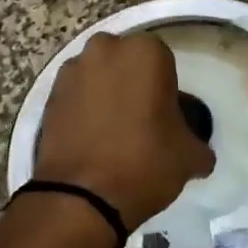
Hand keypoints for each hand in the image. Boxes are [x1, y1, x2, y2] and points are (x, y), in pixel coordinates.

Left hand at [33, 32, 215, 230]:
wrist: (81, 197)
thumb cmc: (145, 163)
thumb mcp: (190, 156)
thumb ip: (198, 144)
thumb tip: (199, 152)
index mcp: (145, 52)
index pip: (164, 62)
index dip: (167, 91)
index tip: (167, 118)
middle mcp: (105, 50)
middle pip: (127, 63)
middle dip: (134, 84)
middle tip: (143, 121)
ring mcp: (72, 71)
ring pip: (98, 77)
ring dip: (106, 95)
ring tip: (115, 133)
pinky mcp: (48, 96)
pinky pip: (76, 97)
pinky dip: (84, 111)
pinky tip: (93, 141)